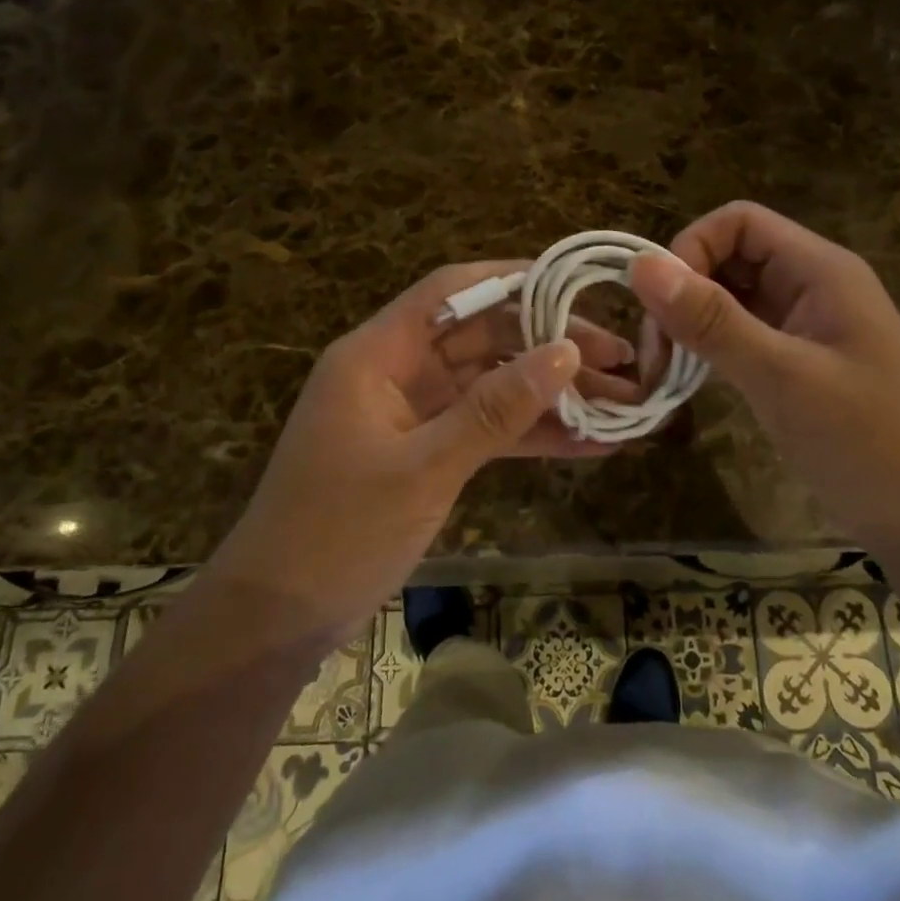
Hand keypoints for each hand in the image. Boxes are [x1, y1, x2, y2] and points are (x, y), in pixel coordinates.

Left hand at [213, 261, 641, 648]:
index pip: (452, 291)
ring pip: (493, 388)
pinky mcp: (427, 454)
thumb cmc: (337, 533)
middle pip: (484, 338)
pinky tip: (588, 446)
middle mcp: (398, 372)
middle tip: (622, 360)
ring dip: (551, 396)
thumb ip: (496, 410)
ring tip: (622, 404)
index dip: (516, 281)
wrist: (276, 620)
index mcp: (378, 354)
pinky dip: (531, 436)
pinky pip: (486, 431)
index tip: (578, 289)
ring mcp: (414, 415)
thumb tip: (566, 352)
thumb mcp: (423, 468)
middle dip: (551, 346)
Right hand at [628, 201, 899, 550]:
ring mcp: (805, 324)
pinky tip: (691, 378)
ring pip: (731, 297)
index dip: (690, 249)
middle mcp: (812, 285)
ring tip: (665, 370)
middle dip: (684, 291)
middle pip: (730, 256)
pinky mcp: (797, 360)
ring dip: (691, 322)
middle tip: (656, 351)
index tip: (661, 307)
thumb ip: (712, 320)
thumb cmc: (867, 442)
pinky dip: (710, 347)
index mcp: (820, 270)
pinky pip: (741, 332)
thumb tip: (640, 266)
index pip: (738, 222)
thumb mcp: (782, 377)